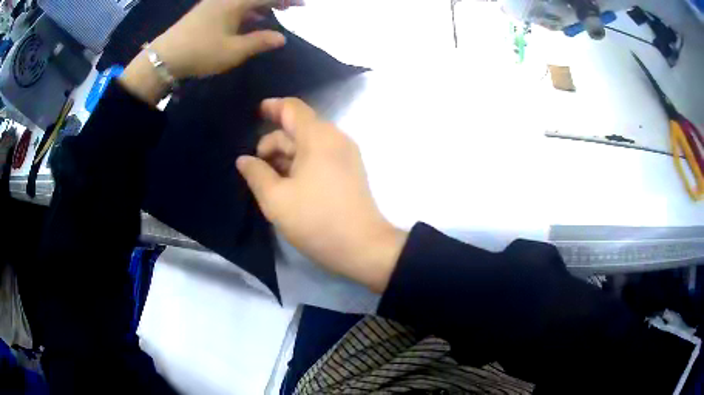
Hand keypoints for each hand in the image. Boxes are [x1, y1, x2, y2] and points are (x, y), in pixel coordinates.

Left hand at [120, 0, 286, 103]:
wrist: (164, 57)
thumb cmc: (200, 53)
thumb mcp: (234, 51)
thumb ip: (260, 42)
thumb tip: (281, 38)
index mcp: (235, 3)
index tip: (302, 5)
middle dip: (275, 0)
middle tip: (289, 8)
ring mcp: (214, 2)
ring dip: (260, 4)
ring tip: (273, 13)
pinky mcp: (206, 10)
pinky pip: (232, 4)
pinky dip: (246, 8)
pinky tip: (250, 19)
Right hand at [236, 98, 406, 292]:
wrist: (363, 247)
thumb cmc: (316, 221)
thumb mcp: (276, 199)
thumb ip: (256, 174)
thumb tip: (244, 159)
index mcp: (318, 138)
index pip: (293, 108)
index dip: (272, 107)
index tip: (255, 113)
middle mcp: (335, 138)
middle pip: (298, 128)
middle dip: (273, 143)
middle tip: (256, 168)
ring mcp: (346, 155)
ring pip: (308, 144)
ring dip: (286, 156)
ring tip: (269, 181)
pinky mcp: (350, 171)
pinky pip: (320, 157)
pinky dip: (301, 164)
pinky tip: (288, 185)